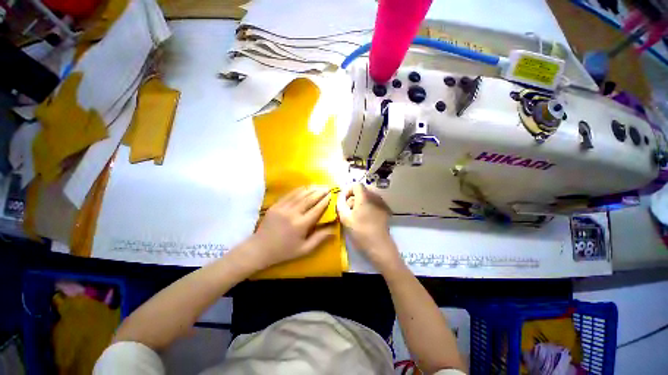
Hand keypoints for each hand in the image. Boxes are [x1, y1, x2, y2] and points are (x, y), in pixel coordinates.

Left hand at [250, 186, 333, 268]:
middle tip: (327, 188)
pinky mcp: (275, 206)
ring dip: (310, 189)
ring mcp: (283, 208)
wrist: (260, 249)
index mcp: (301, 225)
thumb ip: (319, 238)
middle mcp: (292, 214)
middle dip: (320, 192)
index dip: (325, 201)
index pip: (316, 209)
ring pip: (299, 195)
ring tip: (318, 186)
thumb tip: (334, 230)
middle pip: (309, 199)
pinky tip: (304, 187)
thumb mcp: (304, 249)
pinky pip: (289, 195)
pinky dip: (298, 190)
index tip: (331, 196)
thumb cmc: (284, 251)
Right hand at [337, 183, 399, 269]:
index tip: (343, 201)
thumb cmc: (360, 232)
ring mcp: (381, 204)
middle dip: (352, 198)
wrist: (379, 247)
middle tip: (347, 210)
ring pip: (367, 197)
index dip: (347, 191)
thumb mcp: (345, 218)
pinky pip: (373, 203)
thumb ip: (340, 204)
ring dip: (359, 203)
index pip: (356, 185)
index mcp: (365, 197)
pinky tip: (364, 219)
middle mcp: (375, 197)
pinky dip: (367, 207)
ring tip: (355, 216)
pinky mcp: (385, 211)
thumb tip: (340, 196)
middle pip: (361, 191)